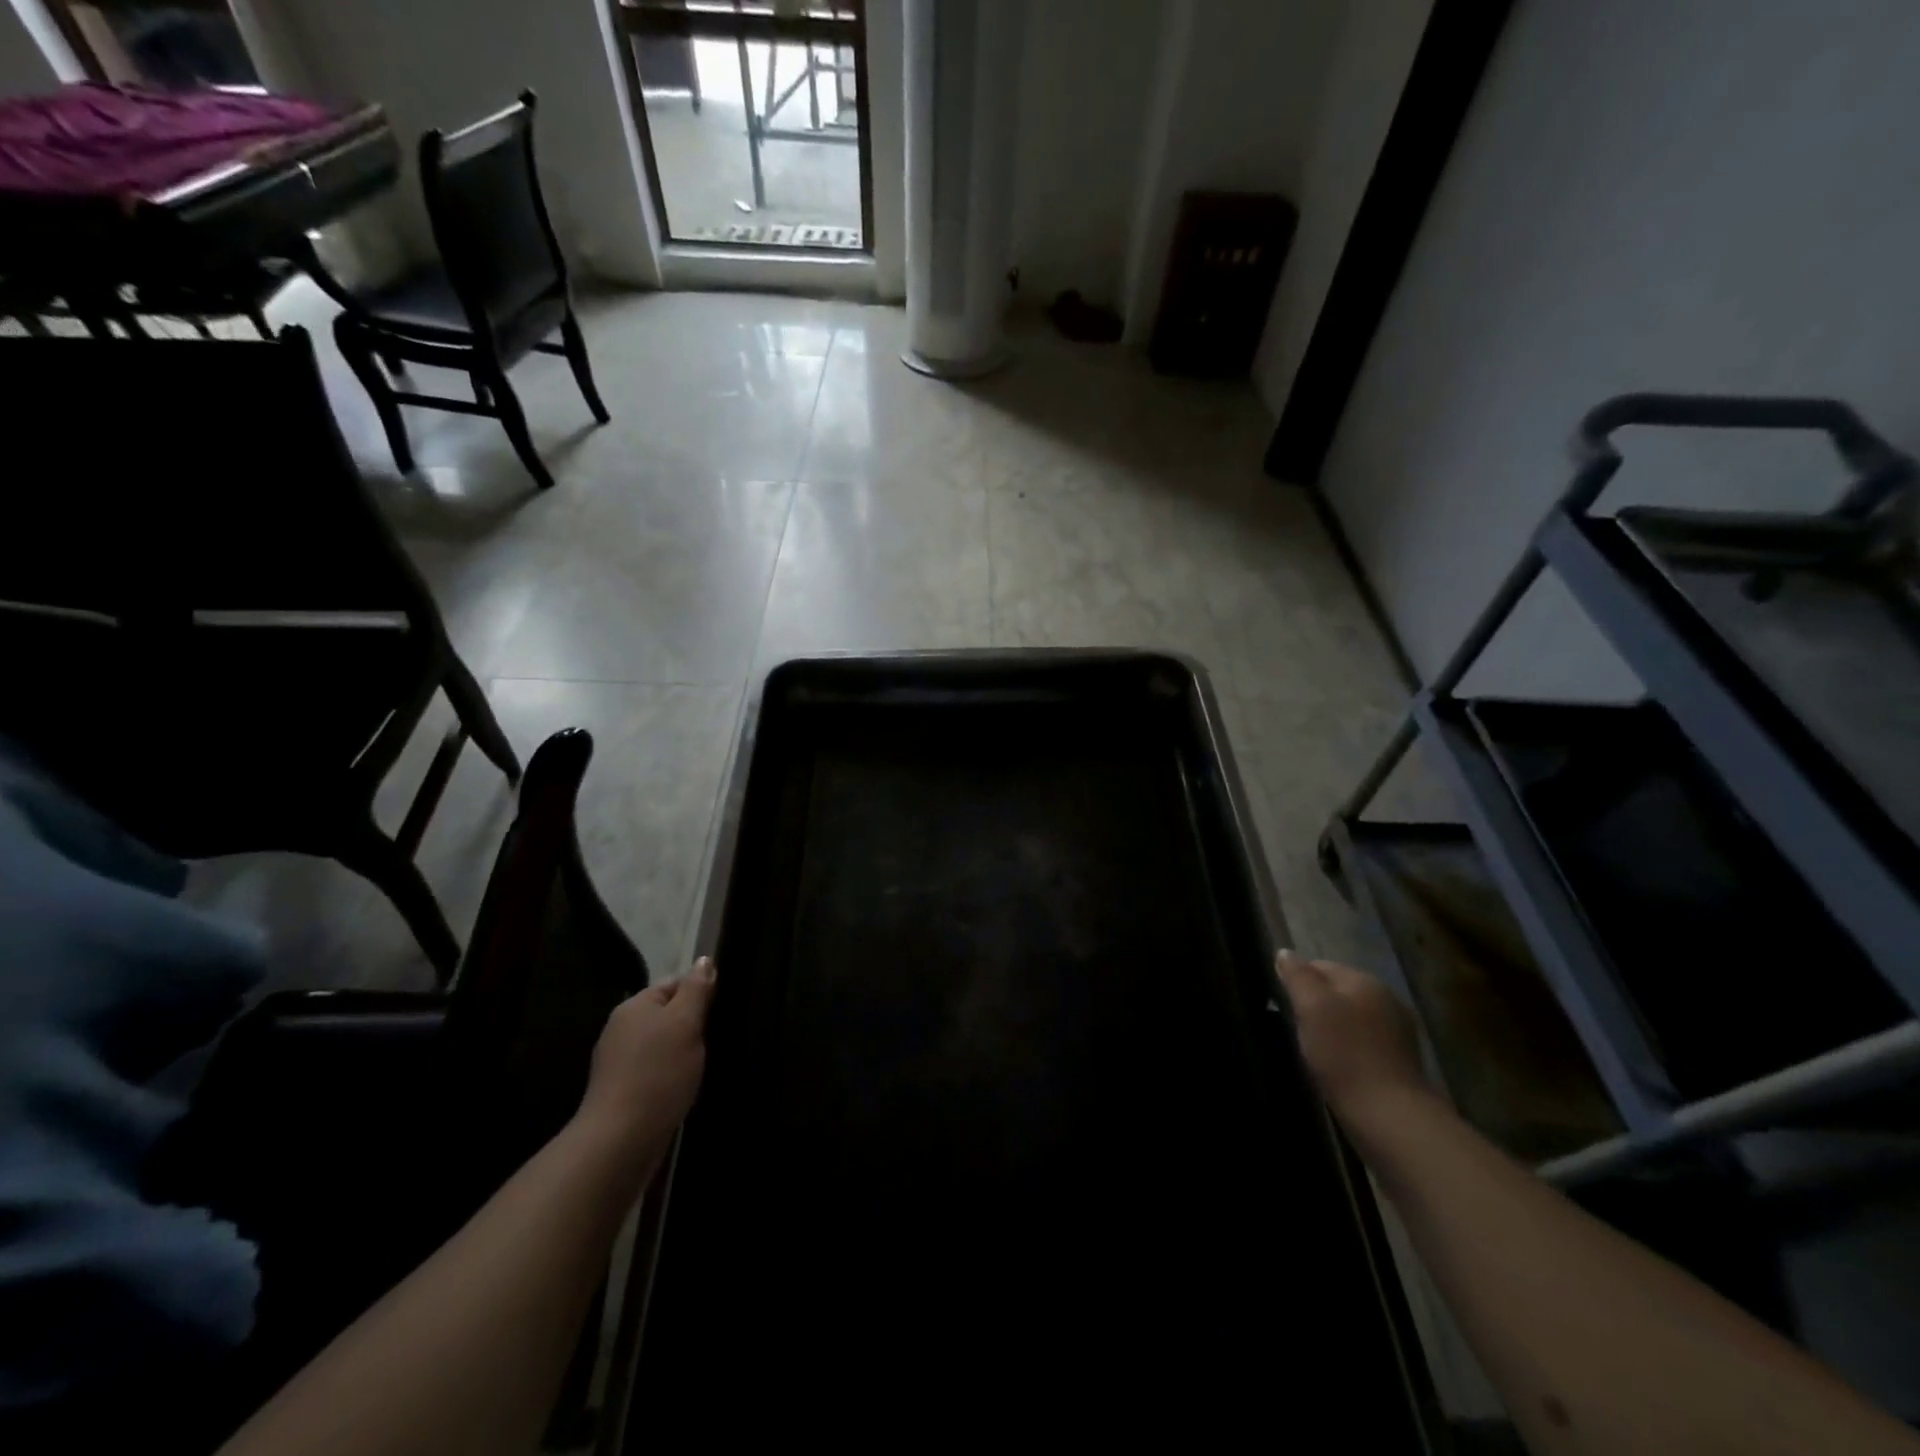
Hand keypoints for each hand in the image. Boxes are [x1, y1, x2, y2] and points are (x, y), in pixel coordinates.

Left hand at [576, 956, 716, 1162]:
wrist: (621, 1140)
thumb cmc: (658, 1072)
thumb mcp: (686, 1022)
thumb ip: (697, 990)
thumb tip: (704, 960)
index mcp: (634, 1006)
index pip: (673, 984)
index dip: (699, 993)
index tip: (720, 1011)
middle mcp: (621, 1029)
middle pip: (667, 1015)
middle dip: (692, 1025)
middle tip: (714, 1039)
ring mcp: (618, 1063)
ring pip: (661, 1045)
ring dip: (682, 1052)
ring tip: (702, 1066)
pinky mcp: (621, 1092)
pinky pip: (654, 1071)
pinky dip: (670, 1076)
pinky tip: (683, 1089)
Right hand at [1273, 950, 1431, 1128]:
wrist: (1389, 1116)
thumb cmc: (1344, 1054)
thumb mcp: (1311, 1007)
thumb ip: (1297, 975)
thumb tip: (1285, 953)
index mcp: (1365, 980)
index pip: (1320, 966)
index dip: (1297, 982)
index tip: (1283, 1005)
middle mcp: (1387, 999)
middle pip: (1337, 992)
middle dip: (1315, 1005)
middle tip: (1296, 1029)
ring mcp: (1398, 1031)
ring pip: (1351, 1018)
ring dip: (1332, 1028)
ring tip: (1314, 1050)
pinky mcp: (1401, 1061)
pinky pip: (1363, 1042)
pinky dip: (1348, 1049)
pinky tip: (1337, 1066)